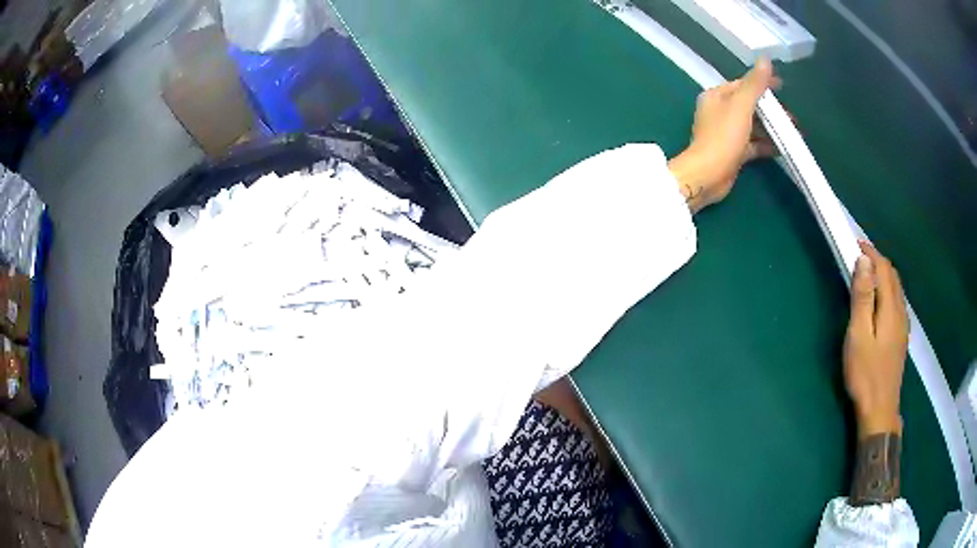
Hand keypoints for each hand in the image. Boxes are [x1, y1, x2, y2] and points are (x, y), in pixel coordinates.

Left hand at [668, 58, 779, 211]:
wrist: (708, 175)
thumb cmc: (723, 136)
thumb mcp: (741, 106)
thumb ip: (754, 84)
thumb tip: (765, 59)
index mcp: (716, 96)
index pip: (742, 84)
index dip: (762, 84)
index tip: (782, 86)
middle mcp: (719, 112)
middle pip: (749, 106)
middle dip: (771, 110)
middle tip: (792, 116)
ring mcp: (726, 133)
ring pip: (753, 126)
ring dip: (772, 128)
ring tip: (793, 132)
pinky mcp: (733, 152)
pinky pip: (753, 144)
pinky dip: (766, 144)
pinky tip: (783, 148)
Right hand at [844, 241, 908, 438]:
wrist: (879, 410)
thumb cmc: (865, 374)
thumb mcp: (859, 336)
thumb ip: (862, 298)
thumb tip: (864, 261)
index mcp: (890, 308)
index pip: (884, 269)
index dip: (871, 252)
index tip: (854, 244)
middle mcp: (900, 312)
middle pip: (893, 276)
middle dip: (877, 261)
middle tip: (859, 258)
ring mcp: (903, 326)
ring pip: (897, 289)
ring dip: (884, 275)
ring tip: (867, 276)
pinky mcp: (901, 337)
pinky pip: (897, 303)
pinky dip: (888, 291)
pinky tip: (880, 302)